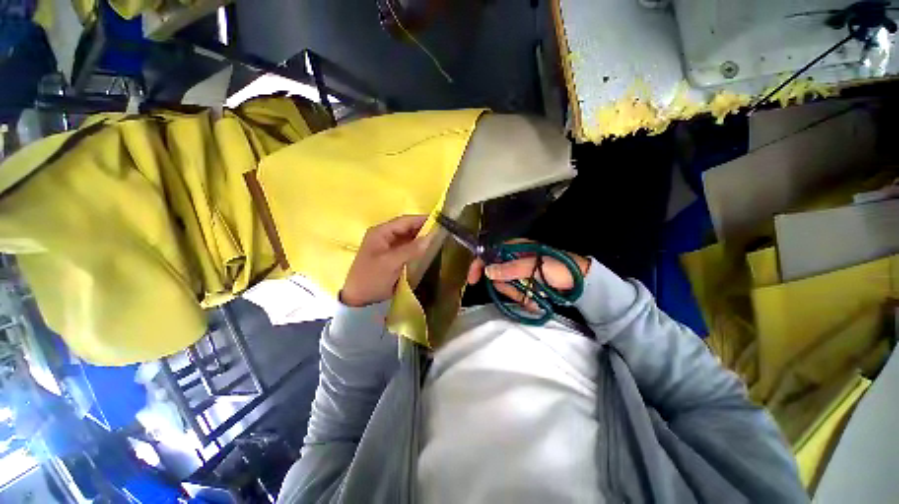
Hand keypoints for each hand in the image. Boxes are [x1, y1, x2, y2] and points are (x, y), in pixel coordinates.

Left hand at [341, 215, 430, 306]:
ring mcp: (388, 247)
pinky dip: (417, 248)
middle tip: (442, 231)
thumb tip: (430, 238)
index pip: (404, 221)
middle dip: (423, 229)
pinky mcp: (392, 257)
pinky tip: (428, 250)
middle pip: (407, 228)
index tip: (439, 221)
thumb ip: (411, 249)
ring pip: (408, 238)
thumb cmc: (372, 278)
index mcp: (381, 232)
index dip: (421, 219)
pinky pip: (407, 248)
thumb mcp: (390, 263)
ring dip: (421, 239)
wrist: (359, 299)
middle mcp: (384, 236)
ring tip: (439, 239)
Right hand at [466, 240, 589, 311]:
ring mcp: (520, 273)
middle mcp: (514, 259)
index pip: (489, 253)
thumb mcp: (535, 267)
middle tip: (522, 291)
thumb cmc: (560, 268)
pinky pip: (516, 293)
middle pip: (496, 275)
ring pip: (506, 286)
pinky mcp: (526, 284)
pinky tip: (537, 300)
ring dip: (519, 295)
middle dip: (507, 287)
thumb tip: (488, 271)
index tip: (473, 280)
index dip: (479, 265)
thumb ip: (511, 269)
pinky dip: (525, 299)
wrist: (583, 282)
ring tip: (535, 297)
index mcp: (515, 249)